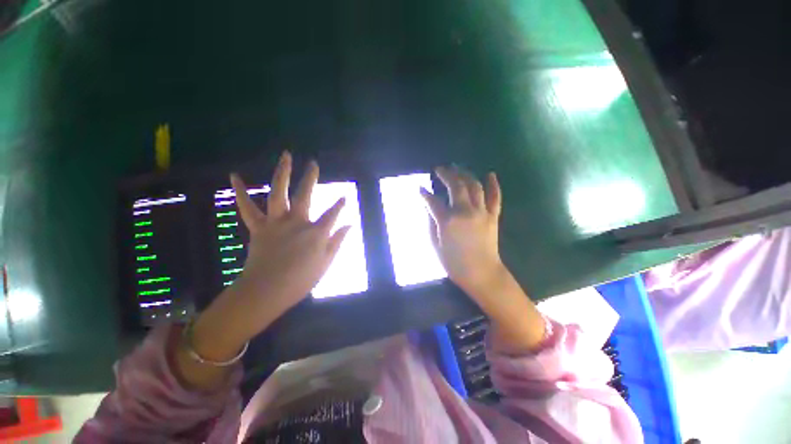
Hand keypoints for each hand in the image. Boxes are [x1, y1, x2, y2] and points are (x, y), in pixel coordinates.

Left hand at [219, 151, 349, 339]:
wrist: (266, 291)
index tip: (344, 197)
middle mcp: (297, 222)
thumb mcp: (326, 262)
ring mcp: (276, 222)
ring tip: (286, 156)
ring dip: (282, 172)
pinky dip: (240, 191)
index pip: (332, 213)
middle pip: (305, 194)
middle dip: (311, 177)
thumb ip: (337, 241)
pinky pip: (247, 207)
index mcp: (316, 232)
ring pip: (279, 192)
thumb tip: (349, 225)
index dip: (340, 205)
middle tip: (313, 163)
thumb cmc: (301, 280)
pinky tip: (235, 175)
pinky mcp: (259, 227)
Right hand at [421, 166, 545, 352]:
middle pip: (456, 186)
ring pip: (474, 186)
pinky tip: (490, 174)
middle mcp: (465, 211)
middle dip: (446, 174)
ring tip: (457, 168)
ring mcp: (481, 212)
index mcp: (448, 221)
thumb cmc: (455, 263)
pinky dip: (493, 184)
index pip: (433, 201)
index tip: (420, 188)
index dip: (425, 194)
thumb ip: (431, 224)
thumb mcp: (436, 245)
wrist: (482, 274)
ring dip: (465, 174)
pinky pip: (495, 197)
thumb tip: (429, 208)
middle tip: (440, 169)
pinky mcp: (493, 216)